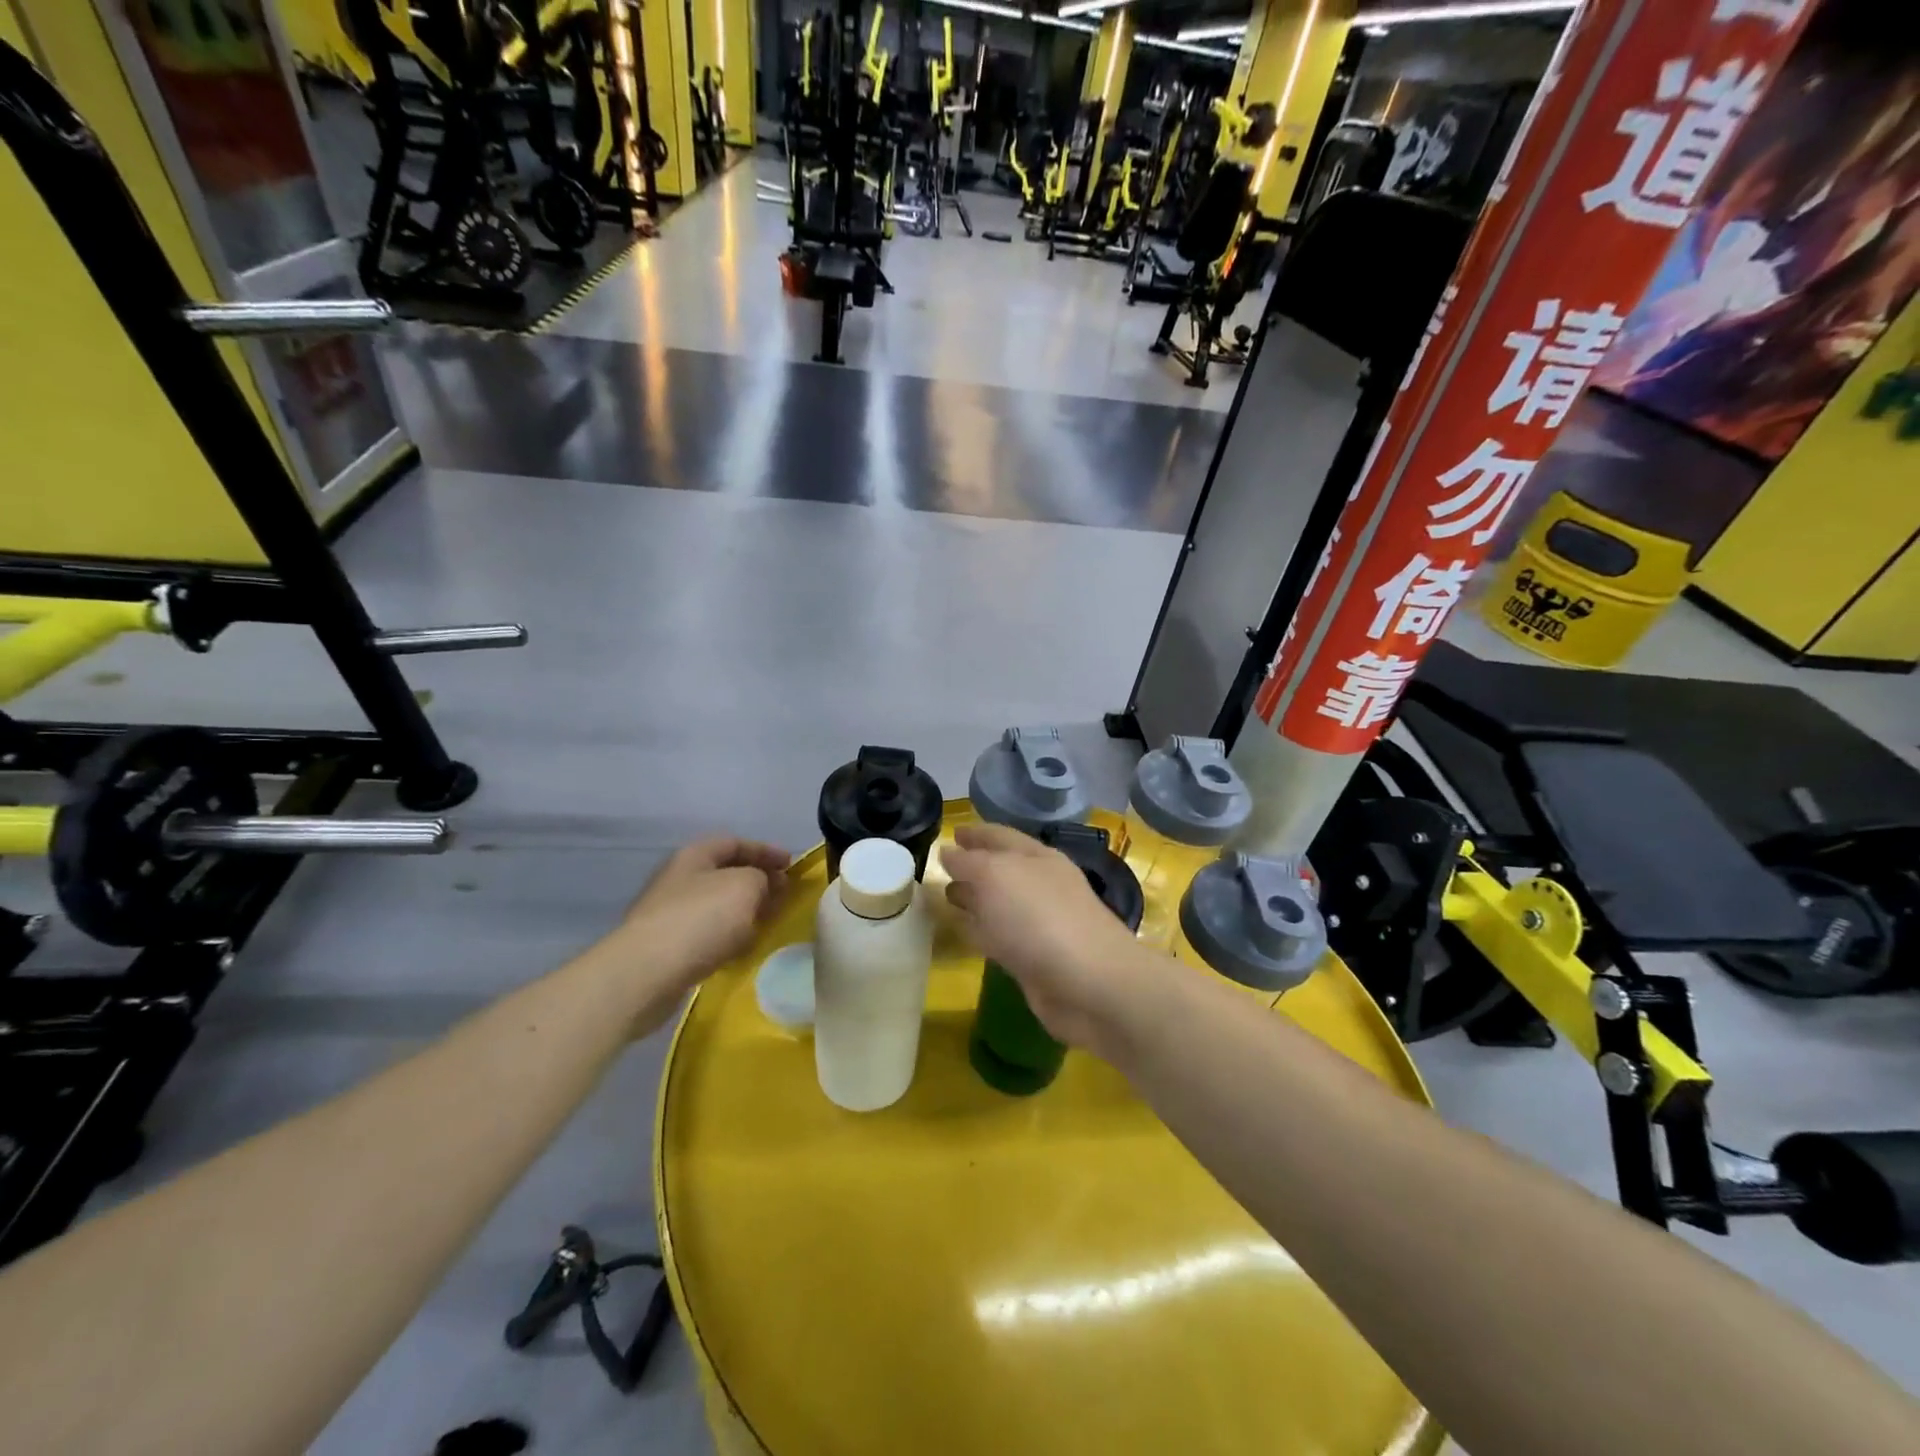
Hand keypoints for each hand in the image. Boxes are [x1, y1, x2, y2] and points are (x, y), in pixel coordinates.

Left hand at [617, 837, 790, 989]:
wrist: (647, 973)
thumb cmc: (701, 919)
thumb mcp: (745, 886)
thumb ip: (762, 878)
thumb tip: (764, 885)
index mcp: (694, 856)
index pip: (735, 843)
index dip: (766, 851)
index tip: (791, 865)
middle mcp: (679, 878)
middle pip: (725, 873)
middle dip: (757, 881)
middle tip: (783, 895)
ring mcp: (669, 913)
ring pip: (717, 904)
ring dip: (744, 910)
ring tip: (768, 922)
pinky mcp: (667, 945)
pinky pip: (707, 932)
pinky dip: (729, 935)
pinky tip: (742, 948)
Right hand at [942, 824, 1146, 1052]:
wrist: (1089, 984)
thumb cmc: (1039, 918)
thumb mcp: (996, 877)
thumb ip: (968, 862)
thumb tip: (948, 852)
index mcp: (1037, 857)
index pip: (1000, 836)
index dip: (975, 833)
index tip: (950, 833)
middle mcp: (1041, 885)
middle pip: (1001, 869)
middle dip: (973, 866)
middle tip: (942, 868)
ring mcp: (1041, 923)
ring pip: (1000, 903)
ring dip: (976, 899)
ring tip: (946, 897)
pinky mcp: (1036, 959)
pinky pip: (1001, 936)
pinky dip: (982, 931)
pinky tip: (964, 933)